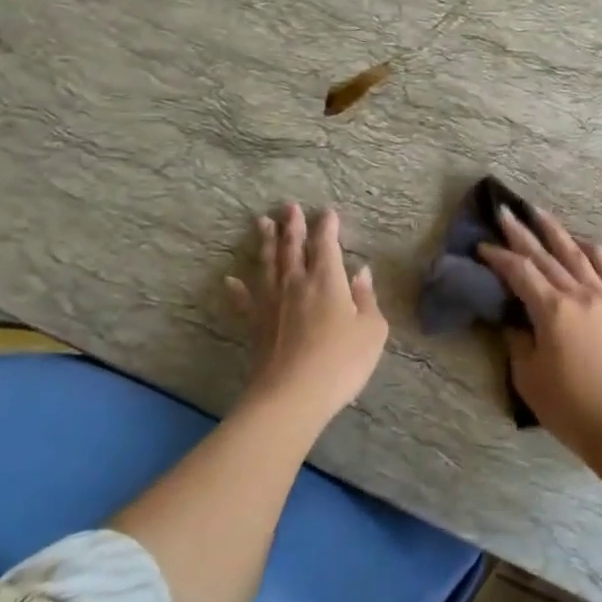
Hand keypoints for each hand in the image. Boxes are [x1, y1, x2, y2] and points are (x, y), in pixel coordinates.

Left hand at [228, 204, 387, 429]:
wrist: (292, 395)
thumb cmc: (341, 361)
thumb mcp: (371, 330)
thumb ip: (367, 298)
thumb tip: (362, 272)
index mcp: (327, 280)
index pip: (326, 245)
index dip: (327, 226)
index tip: (327, 212)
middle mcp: (296, 283)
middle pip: (292, 247)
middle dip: (292, 225)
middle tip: (288, 206)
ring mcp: (272, 303)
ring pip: (267, 265)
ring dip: (266, 243)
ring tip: (261, 223)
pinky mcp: (256, 325)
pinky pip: (245, 301)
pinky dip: (237, 289)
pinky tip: (230, 280)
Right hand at [479, 207, 601, 458]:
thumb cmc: (570, 406)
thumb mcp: (528, 376)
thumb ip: (518, 340)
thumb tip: (513, 320)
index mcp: (552, 309)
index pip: (519, 271)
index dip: (498, 257)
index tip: (482, 246)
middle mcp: (579, 294)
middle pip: (545, 255)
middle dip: (521, 232)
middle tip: (505, 211)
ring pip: (577, 253)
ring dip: (556, 231)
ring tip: (540, 213)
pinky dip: (594, 251)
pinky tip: (584, 242)